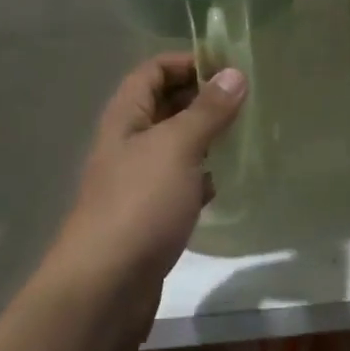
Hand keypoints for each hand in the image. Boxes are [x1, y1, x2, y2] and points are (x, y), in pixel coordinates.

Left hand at [39, 53, 246, 350]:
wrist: (104, 288)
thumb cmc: (139, 204)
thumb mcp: (177, 148)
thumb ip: (206, 111)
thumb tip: (234, 73)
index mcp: (125, 117)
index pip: (153, 71)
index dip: (187, 62)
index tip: (229, 67)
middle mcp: (127, 143)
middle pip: (163, 105)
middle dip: (200, 98)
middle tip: (245, 101)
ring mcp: (136, 181)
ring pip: (174, 146)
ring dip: (204, 137)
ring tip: (243, 135)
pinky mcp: (149, 216)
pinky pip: (178, 183)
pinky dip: (200, 177)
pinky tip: (222, 183)